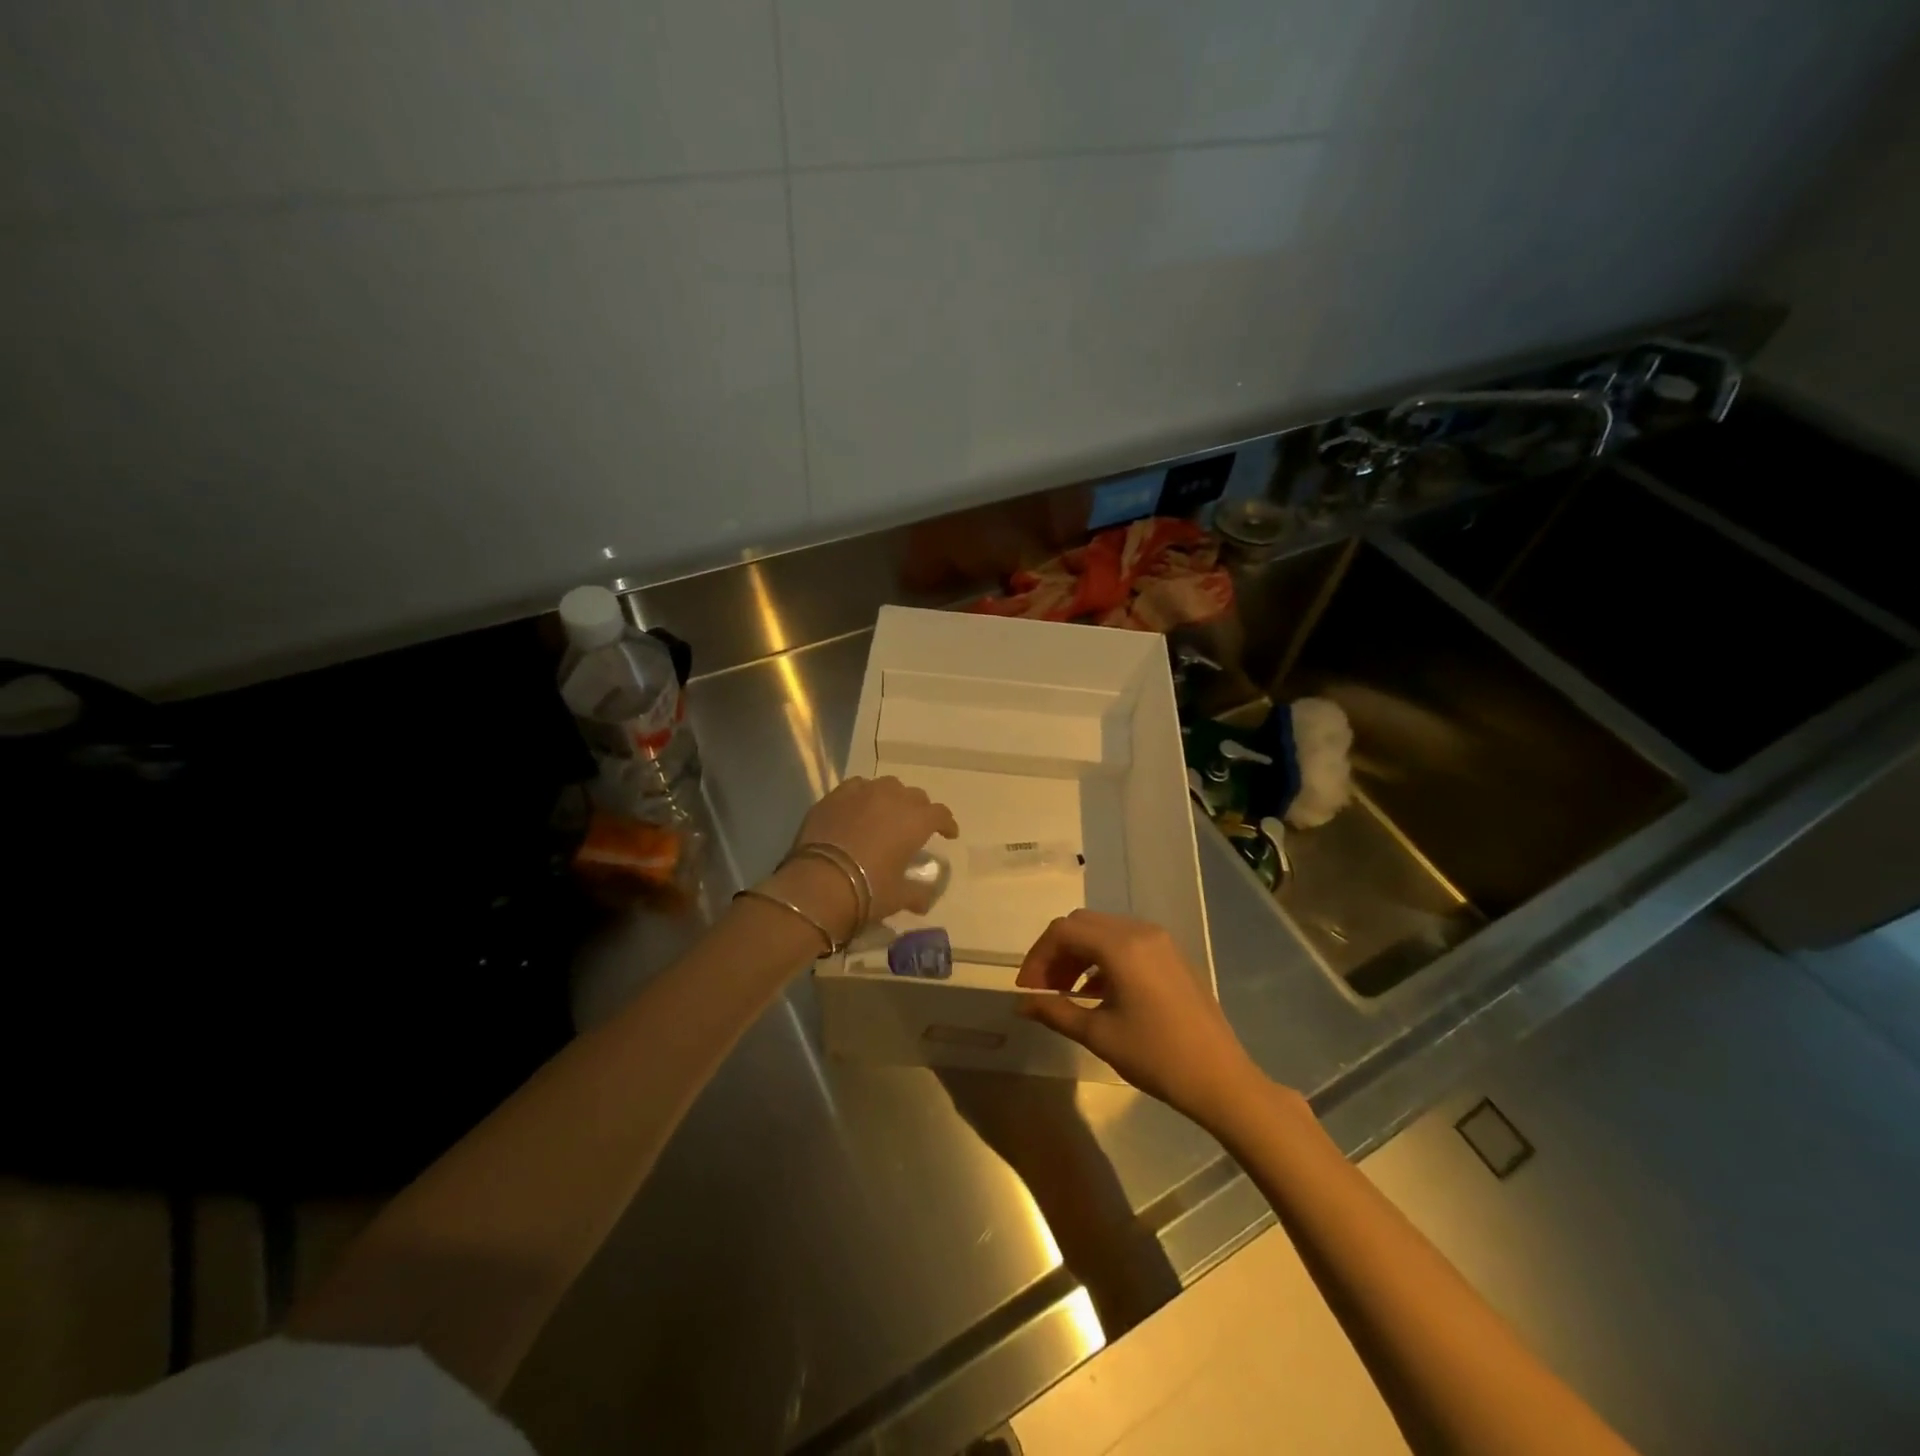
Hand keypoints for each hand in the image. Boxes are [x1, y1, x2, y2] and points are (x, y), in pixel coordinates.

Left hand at [769, 775, 958, 940]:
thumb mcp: (899, 897)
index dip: (946, 823)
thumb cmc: (868, 890)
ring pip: (886, 785)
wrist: (819, 883)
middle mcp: (893, 799)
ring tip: (887, 813)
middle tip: (914, 827)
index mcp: (915, 821)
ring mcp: (862, 793)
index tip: (948, 834)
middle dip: (919, 810)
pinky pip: (857, 787)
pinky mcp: (835, 796)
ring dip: (892, 797)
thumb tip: (926, 901)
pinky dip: (863, 795)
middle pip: (915, 796)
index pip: (940, 814)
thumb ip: (918, 894)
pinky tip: (859, 807)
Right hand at [1016, 910, 1263, 1125]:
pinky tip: (1095, 993)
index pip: (1063, 931)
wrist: (1220, 1079)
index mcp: (1120, 946)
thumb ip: (1055, 1011)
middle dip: (1056, 952)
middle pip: (1082, 925)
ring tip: (1065, 993)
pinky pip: (1125, 943)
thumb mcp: (1098, 1035)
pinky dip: (1102, 959)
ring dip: (1078, 955)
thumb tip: (1021, 1004)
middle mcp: (1140, 931)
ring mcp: (1159, 941)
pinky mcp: (1171, 955)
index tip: (1026, 990)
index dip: (1037, 957)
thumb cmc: (1155, 1056)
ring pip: (1103, 932)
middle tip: (1043, 990)